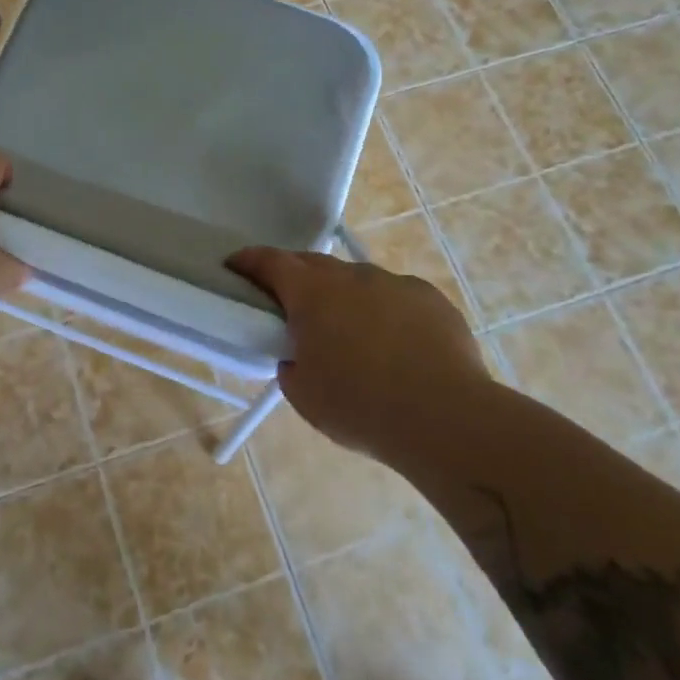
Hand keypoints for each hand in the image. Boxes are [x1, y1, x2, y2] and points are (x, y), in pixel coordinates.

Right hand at [228, 248, 484, 458]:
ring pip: (358, 281)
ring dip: (345, 298)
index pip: (269, 262)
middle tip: (290, 306)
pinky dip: (385, 312)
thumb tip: (299, 355)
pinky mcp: (431, 299)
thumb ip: (291, 364)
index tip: (233, 265)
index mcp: (311, 292)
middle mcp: (352, 276)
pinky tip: (396, 346)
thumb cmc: (360, 406)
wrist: (445, 418)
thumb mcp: (303, 394)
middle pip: (313, 263)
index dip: (247, 261)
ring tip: (351, 336)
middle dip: (295, 278)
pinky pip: (396, 297)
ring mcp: (395, 283)